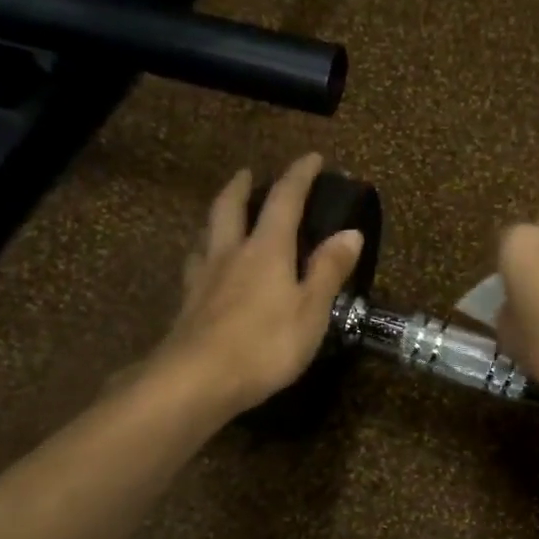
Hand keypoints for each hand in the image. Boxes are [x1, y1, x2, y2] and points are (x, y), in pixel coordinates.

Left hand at [150, 153, 362, 417]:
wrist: (197, 380)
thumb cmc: (265, 345)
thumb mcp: (311, 310)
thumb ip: (328, 270)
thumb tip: (351, 232)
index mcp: (266, 250)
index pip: (285, 200)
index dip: (299, 176)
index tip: (312, 158)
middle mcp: (231, 253)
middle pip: (231, 207)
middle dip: (242, 186)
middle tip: (247, 173)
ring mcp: (203, 279)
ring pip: (207, 234)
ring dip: (217, 217)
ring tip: (222, 216)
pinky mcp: (187, 305)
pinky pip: (195, 267)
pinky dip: (202, 255)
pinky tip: (203, 268)